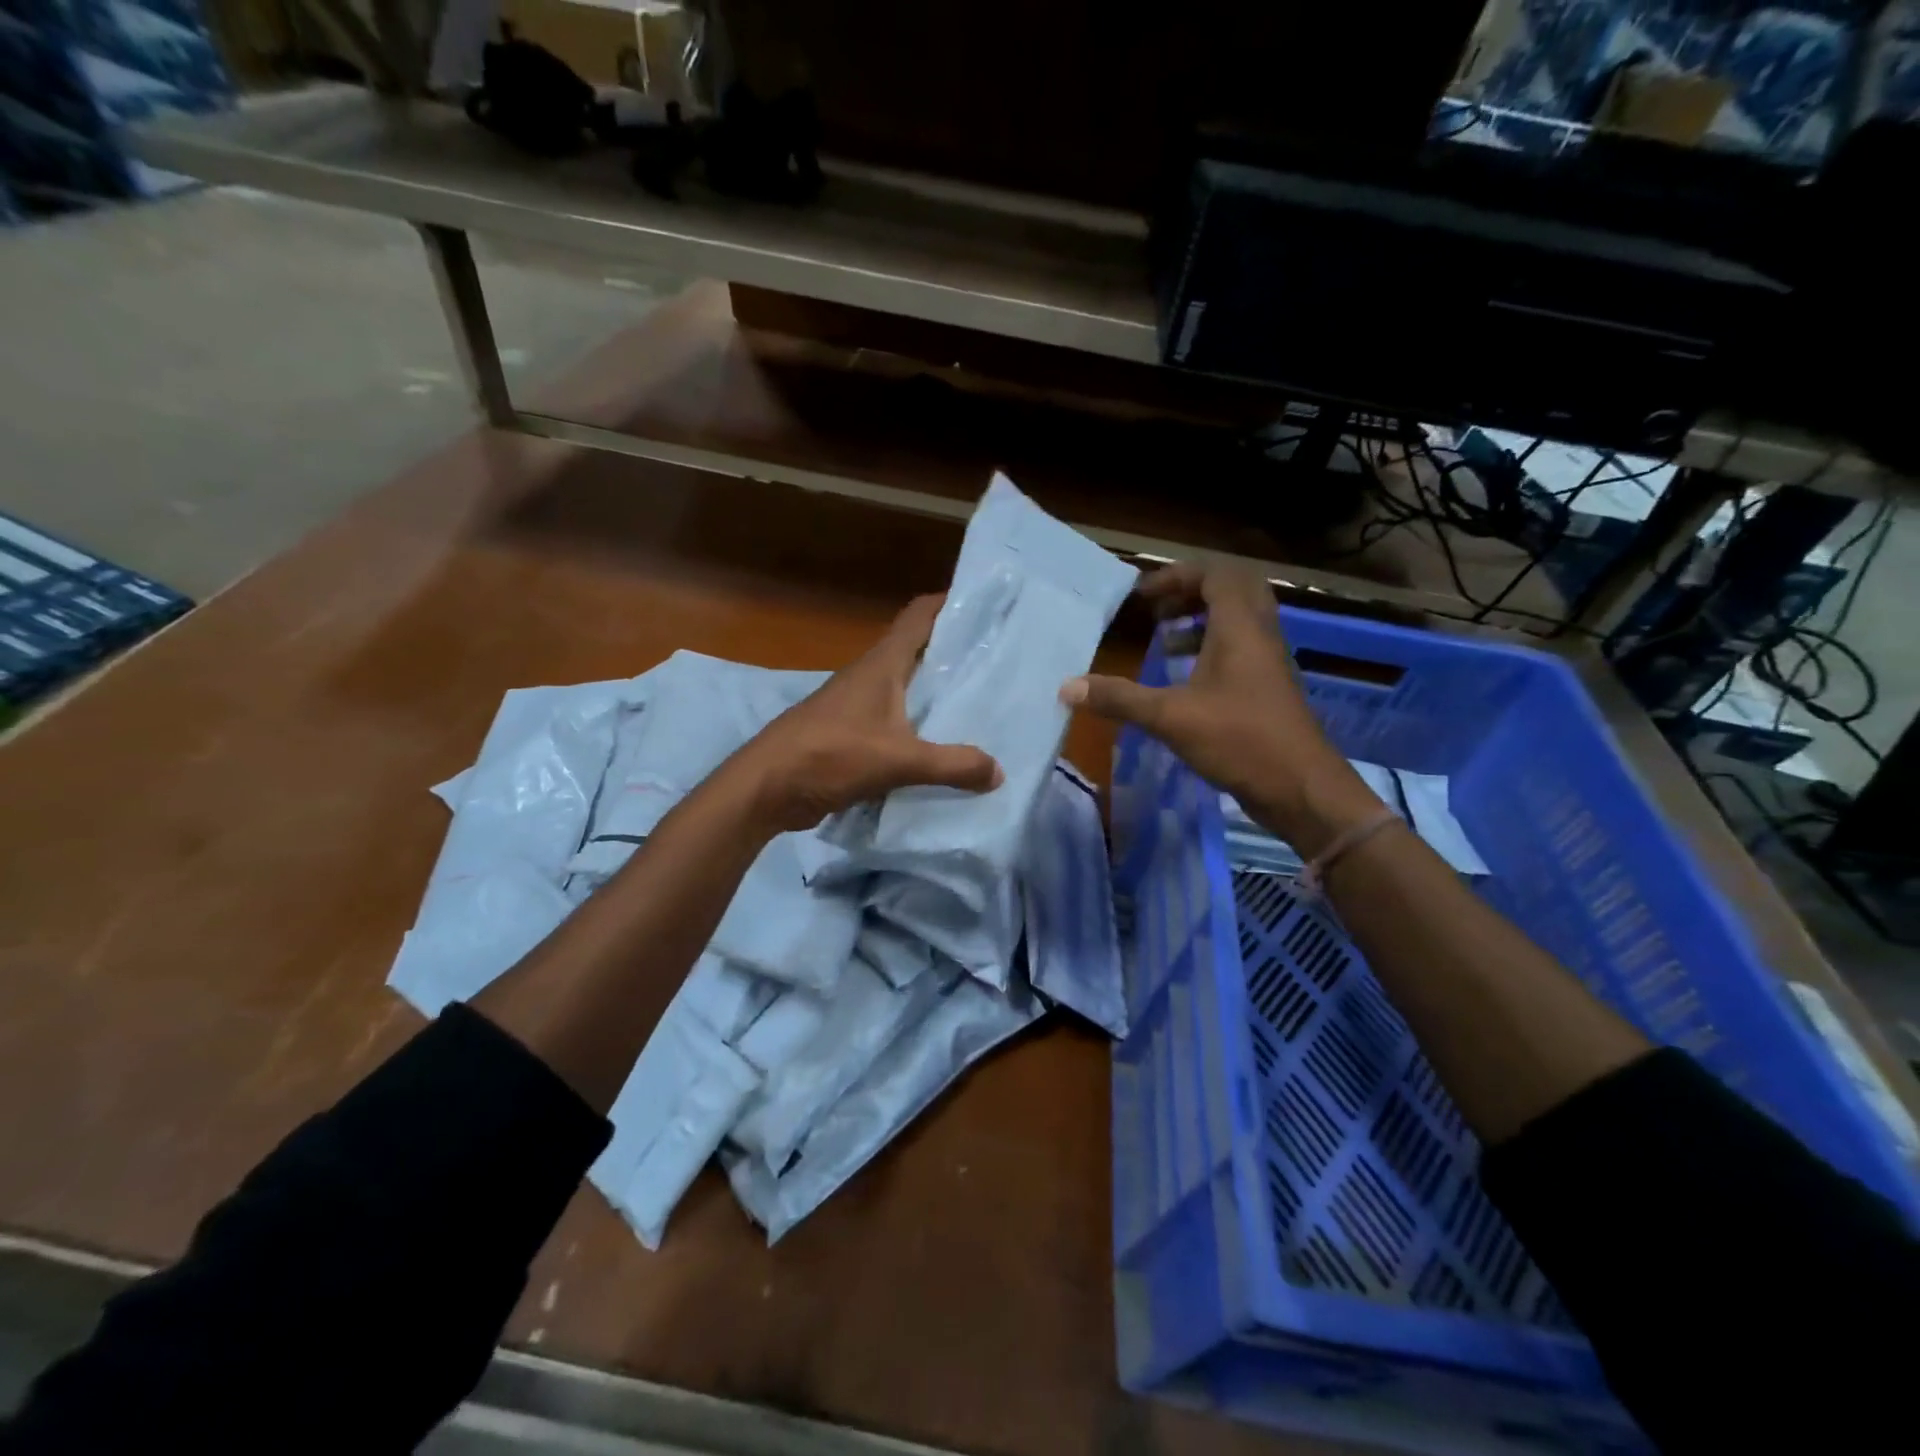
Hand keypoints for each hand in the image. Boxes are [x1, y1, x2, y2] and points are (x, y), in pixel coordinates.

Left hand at [736, 594, 1002, 832]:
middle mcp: (870, 676)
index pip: (919, 615)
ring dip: (936, 692)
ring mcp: (857, 704)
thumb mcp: (898, 760)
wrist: (766, 787)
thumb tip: (998, 771)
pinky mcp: (850, 733)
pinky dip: (919, 726)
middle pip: (918, 650)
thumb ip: (952, 765)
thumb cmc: (830, 755)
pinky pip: (896, 720)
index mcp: (881, 664)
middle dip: (955, 652)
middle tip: (998, 659)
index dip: (951, 603)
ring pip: (907, 688)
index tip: (987, 606)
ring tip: (980, 703)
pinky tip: (942, 744)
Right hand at [1059, 561, 1378, 852]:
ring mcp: (1269, 663)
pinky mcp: (1269, 689)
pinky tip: (1185, 681)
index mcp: (1240, 628)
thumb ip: (1120, 699)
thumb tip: (1067, 687)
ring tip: (1165, 641)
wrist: (1302, 788)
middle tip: (1159, 611)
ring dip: (1202, 622)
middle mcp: (1260, 635)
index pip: (1216, 575)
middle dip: (1191, 594)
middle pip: (1233, 591)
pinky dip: (1212, 651)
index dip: (1177, 577)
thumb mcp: (1171, 718)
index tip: (1142, 598)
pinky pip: (1241, 650)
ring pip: (1239, 622)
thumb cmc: (1240, 740)